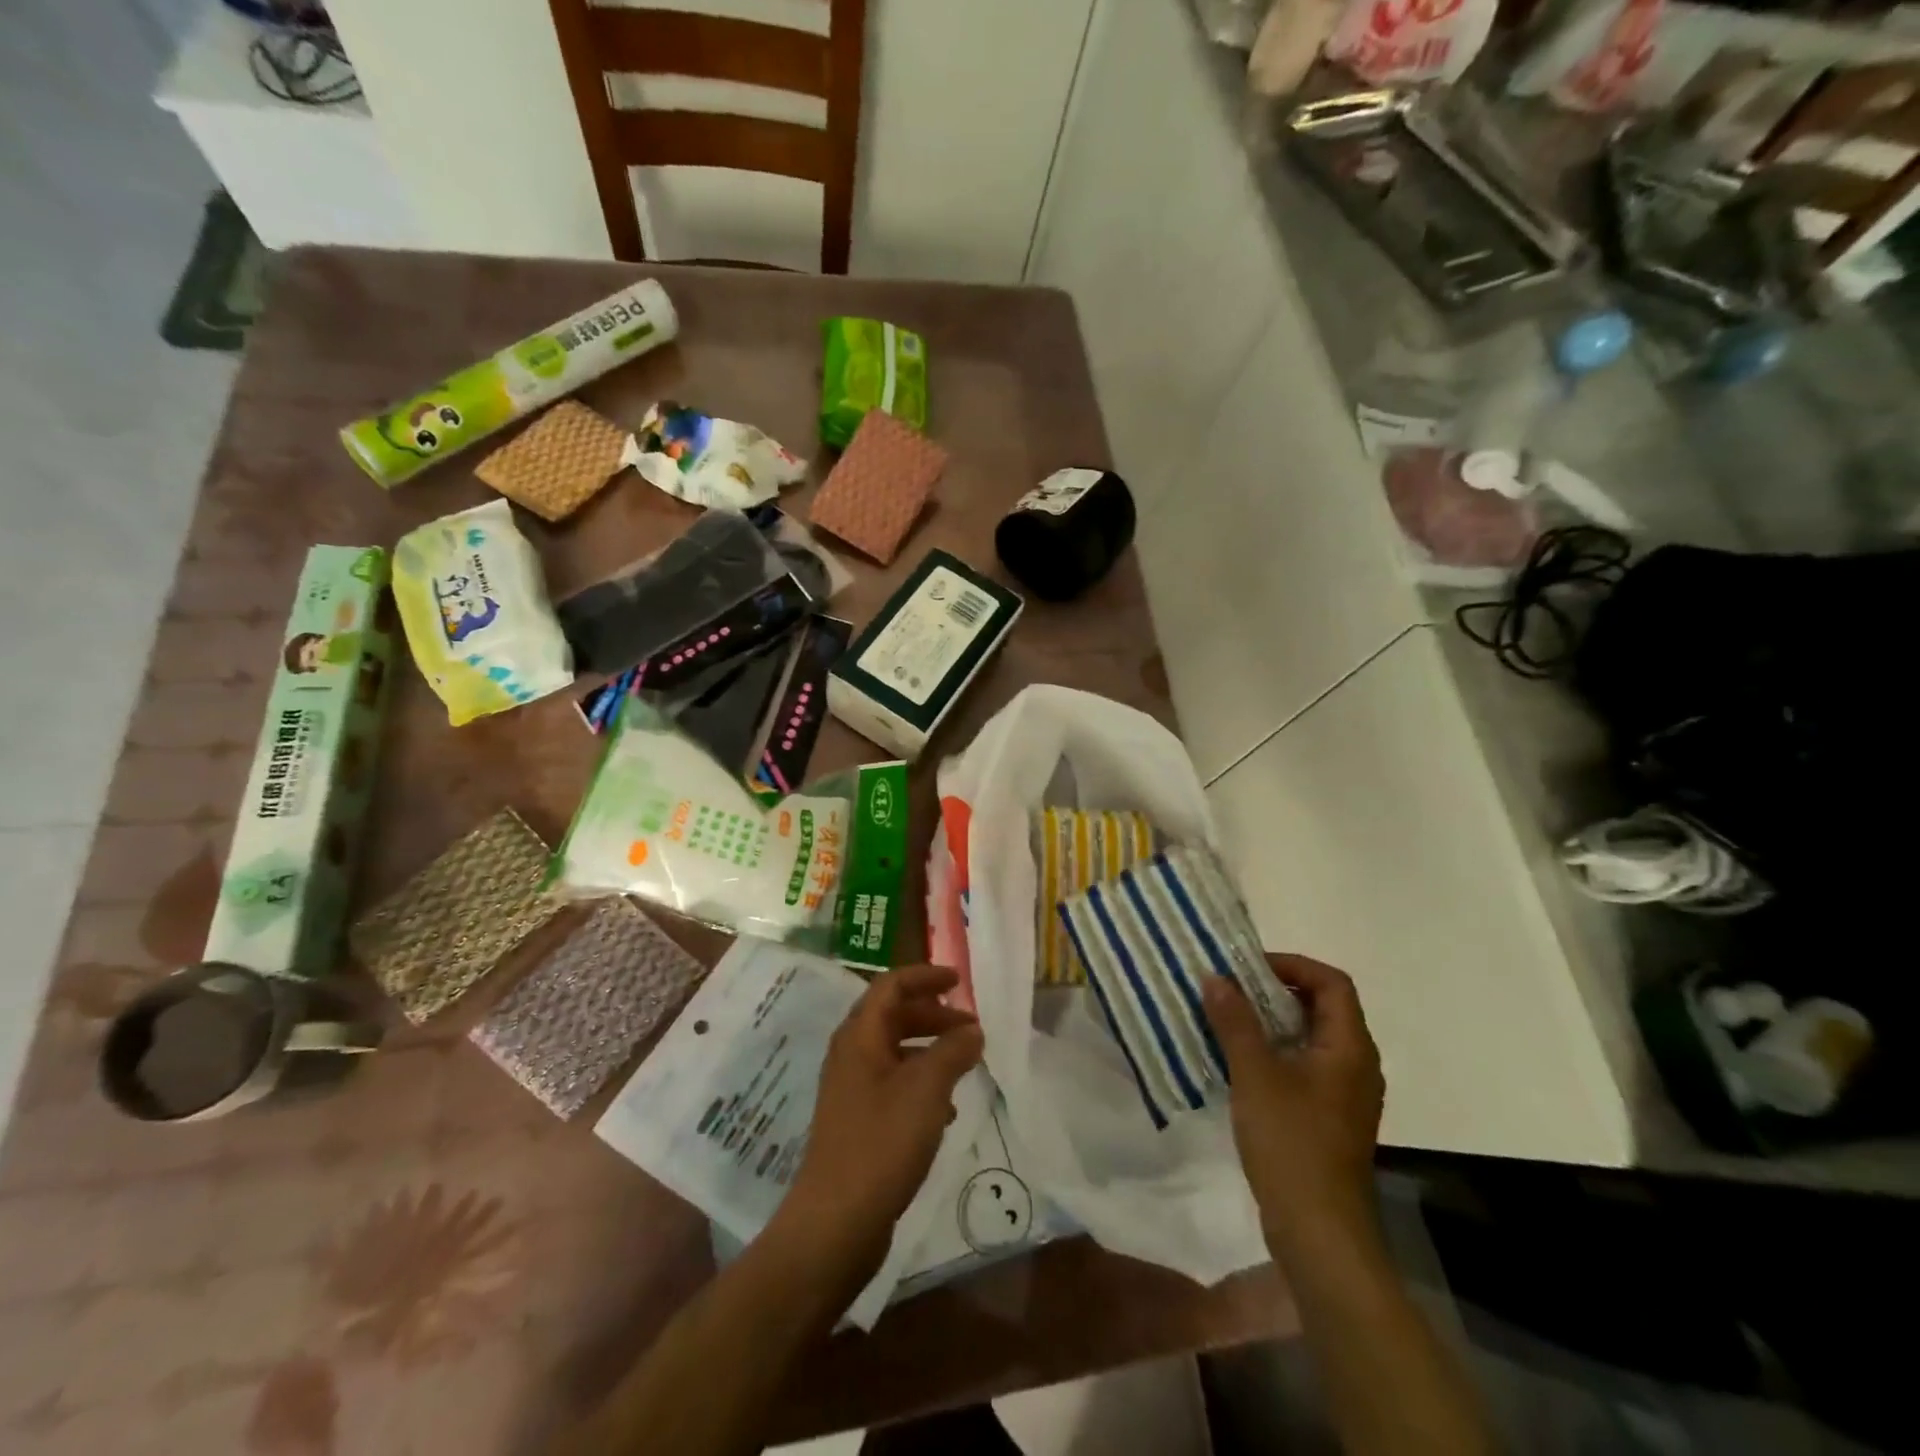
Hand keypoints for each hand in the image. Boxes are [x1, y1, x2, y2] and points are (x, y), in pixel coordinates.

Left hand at [771, 965, 983, 1282]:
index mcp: (860, 1036)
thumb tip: (972, 1029)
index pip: (890, 986)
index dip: (924, 977)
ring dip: (930, 1049)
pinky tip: (945, 1109)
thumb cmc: (882, 1142)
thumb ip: (952, 1051)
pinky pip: (894, 1084)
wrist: (836, 1222)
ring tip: (965, 1064)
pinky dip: (921, 1082)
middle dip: (933, 1015)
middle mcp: (851, 1055)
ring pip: (895, 1051)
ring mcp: (852, 1089)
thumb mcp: (927, 1090)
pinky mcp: (858, 1121)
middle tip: (971, 1027)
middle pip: (893, 1016)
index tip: (958, 980)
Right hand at [1204, 955, 1384, 1259]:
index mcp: (1349, 1048)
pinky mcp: (1330, 1118)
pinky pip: (1305, 1066)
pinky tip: (1240, 1062)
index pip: (1331, 982)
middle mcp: (1356, 1065)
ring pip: (1311, 1038)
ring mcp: (1345, 1095)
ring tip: (1228, 1019)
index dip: (1292, 965)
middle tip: (1231, 989)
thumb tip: (1215, 977)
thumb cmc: (1292, 1143)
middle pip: (1323, 1007)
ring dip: (1272, 1022)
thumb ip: (1235, 1021)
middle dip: (1276, 990)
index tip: (1247, 968)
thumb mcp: (1255, 1075)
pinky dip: (1275, 1052)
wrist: (1320, 1233)